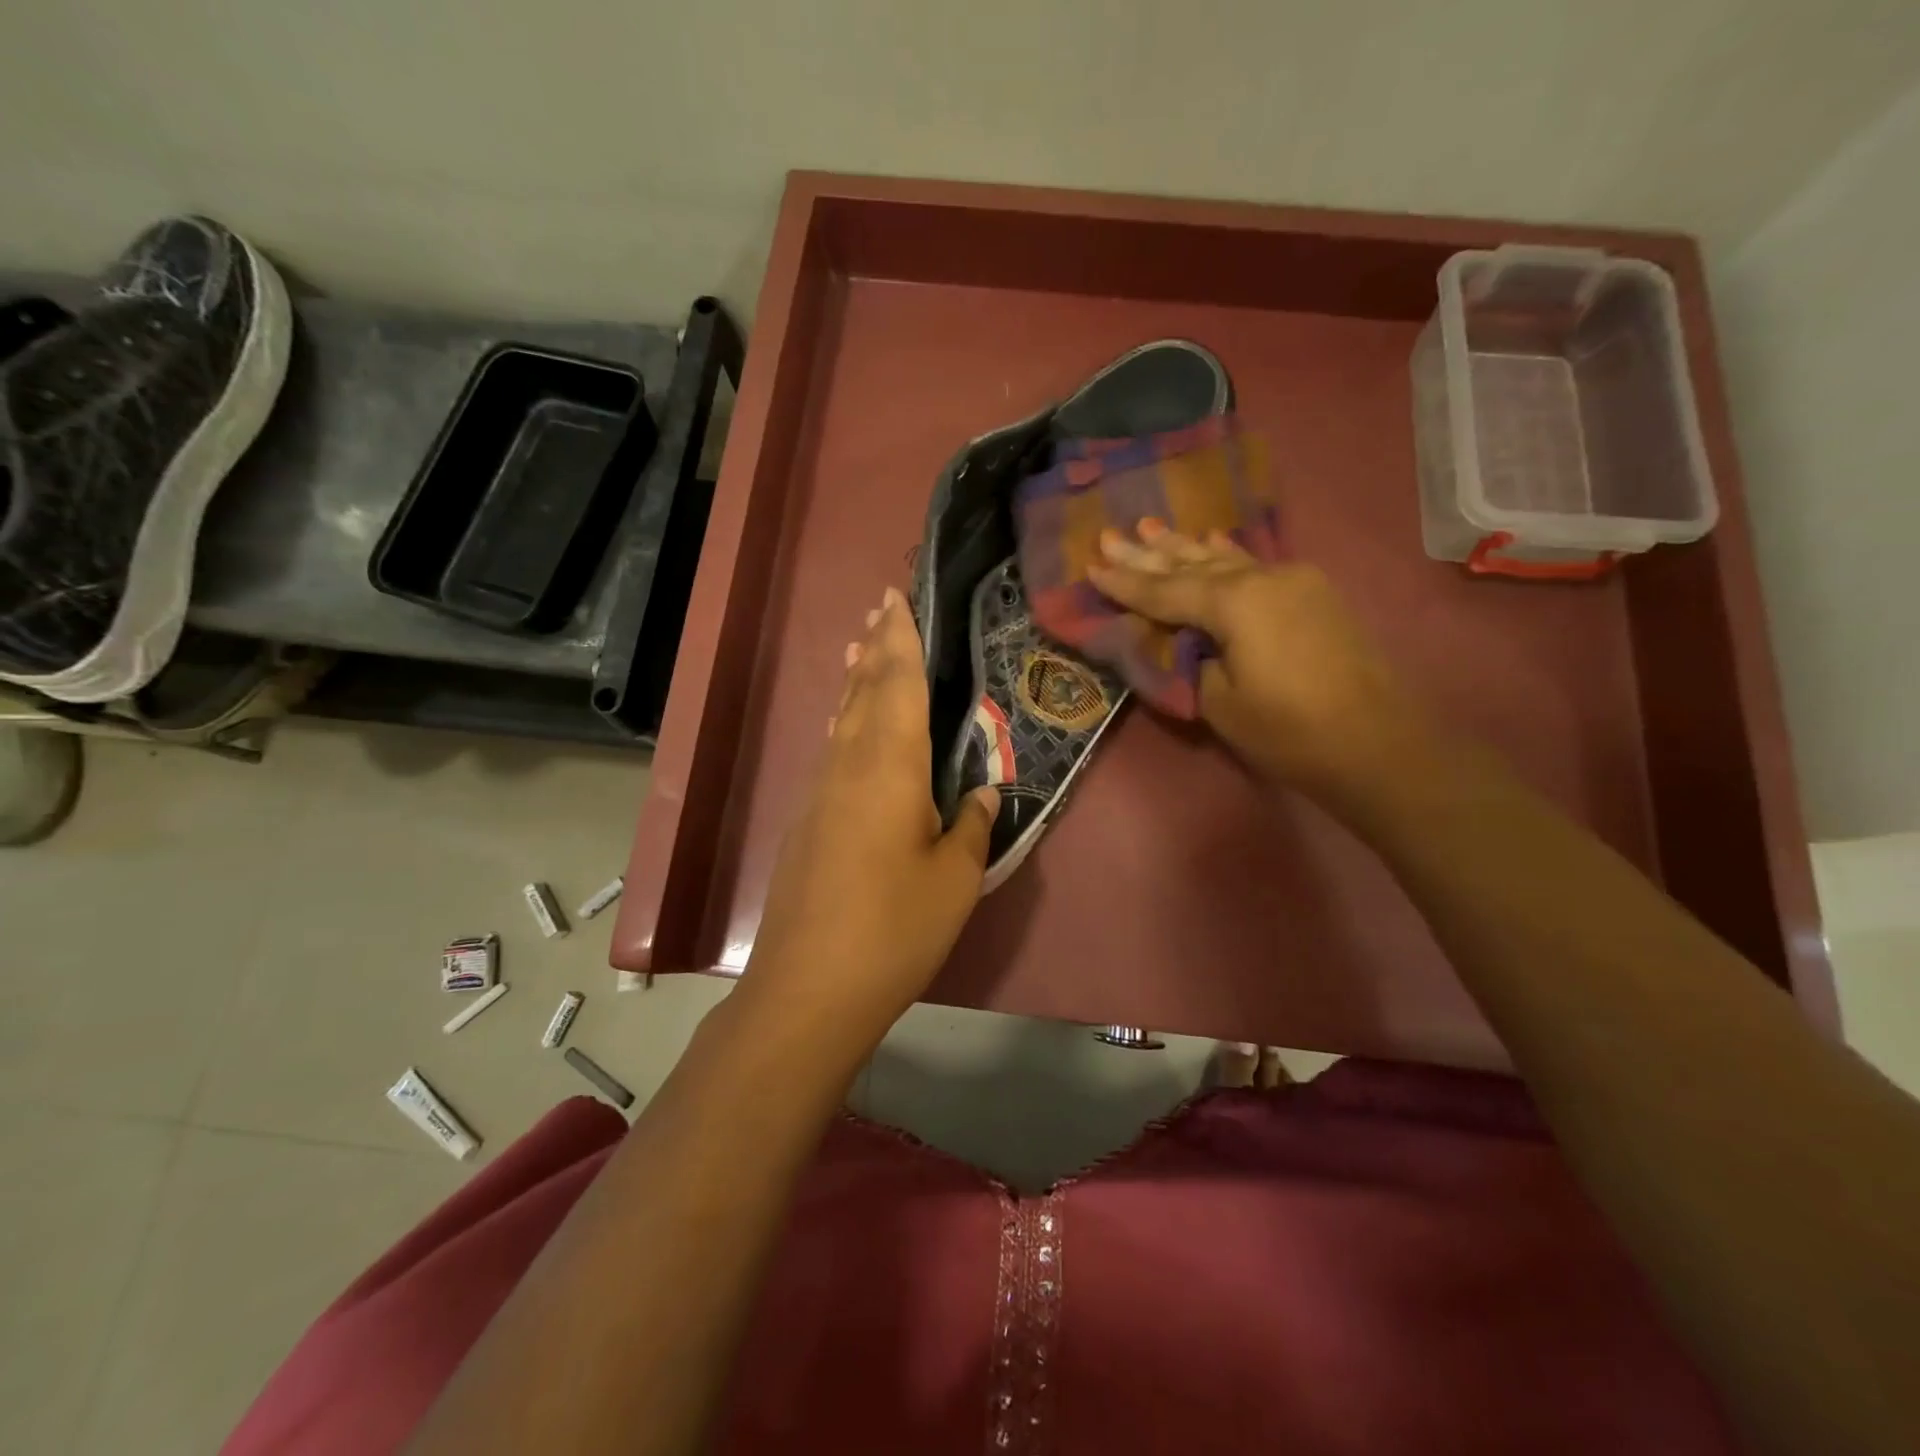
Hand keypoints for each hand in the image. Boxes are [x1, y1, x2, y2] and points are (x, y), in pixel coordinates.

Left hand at [744, 588, 998, 1043]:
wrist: (810, 986)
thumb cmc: (894, 927)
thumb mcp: (955, 879)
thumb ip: (972, 827)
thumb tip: (982, 794)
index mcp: (890, 766)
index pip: (897, 684)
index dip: (899, 639)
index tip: (895, 599)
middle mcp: (849, 765)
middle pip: (862, 692)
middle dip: (874, 648)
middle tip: (879, 608)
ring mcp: (821, 793)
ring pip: (841, 720)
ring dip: (854, 682)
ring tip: (859, 651)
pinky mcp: (808, 822)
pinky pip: (832, 752)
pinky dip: (845, 722)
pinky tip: (851, 731)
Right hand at [1087, 522, 1429, 797]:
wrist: (1377, 745)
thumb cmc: (1289, 731)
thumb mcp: (1219, 702)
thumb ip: (1193, 660)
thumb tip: (1186, 641)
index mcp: (1235, 602)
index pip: (1165, 591)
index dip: (1125, 583)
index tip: (1091, 566)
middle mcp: (1263, 578)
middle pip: (1192, 565)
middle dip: (1148, 553)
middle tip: (1110, 535)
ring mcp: (1293, 582)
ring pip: (1224, 560)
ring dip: (1184, 547)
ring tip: (1150, 527)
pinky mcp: (1312, 596)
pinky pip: (1254, 566)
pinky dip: (1226, 556)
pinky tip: (1212, 541)